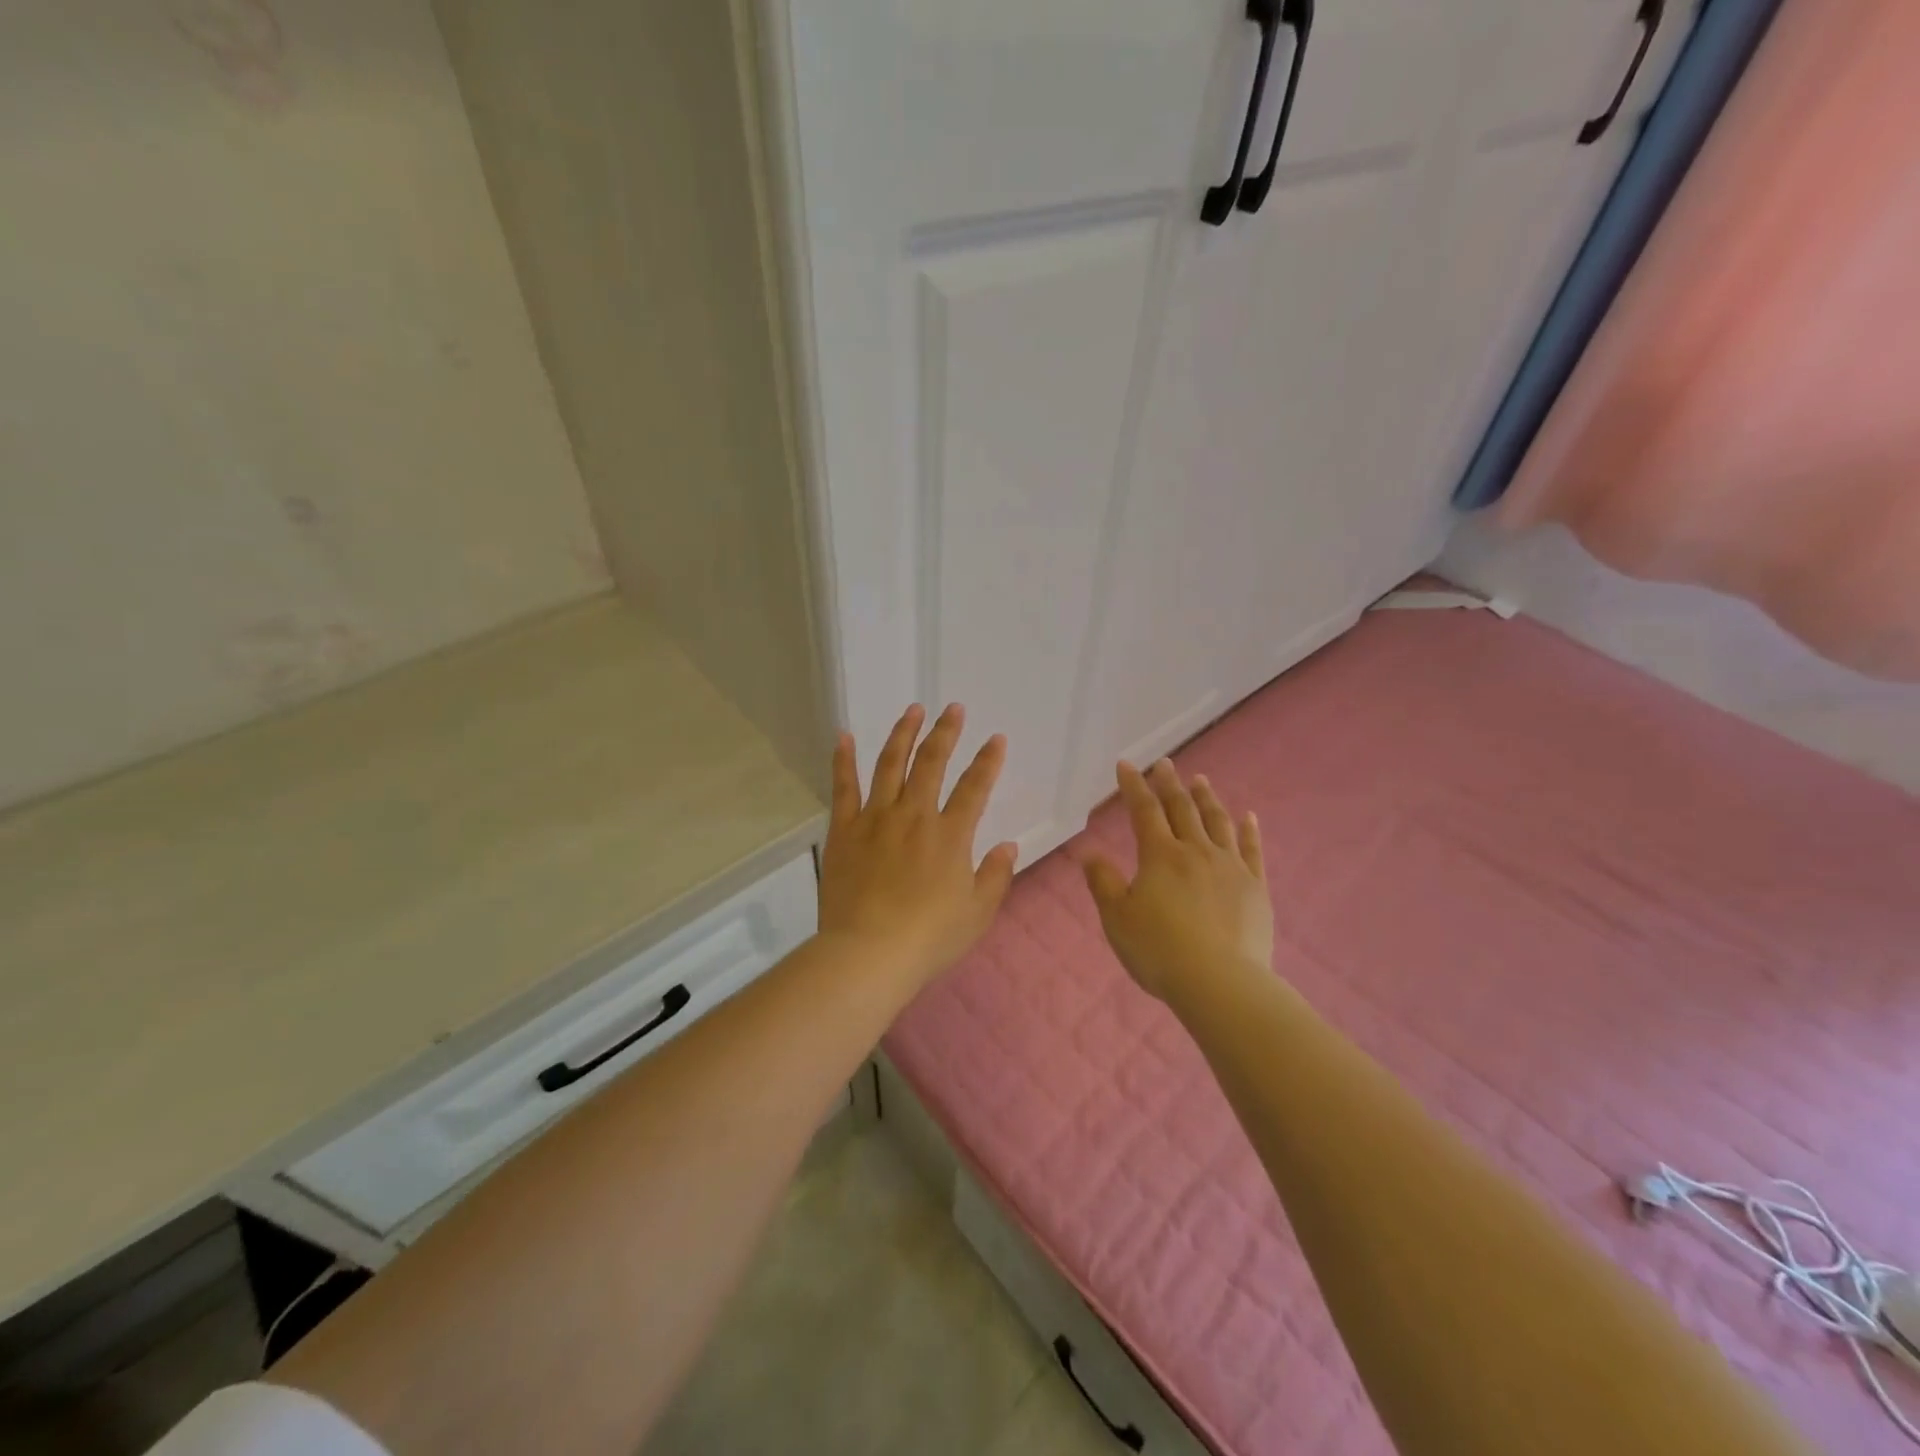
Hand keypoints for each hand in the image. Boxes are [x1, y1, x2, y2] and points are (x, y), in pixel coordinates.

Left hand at [818, 704, 1018, 991]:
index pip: (974, 787)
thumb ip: (995, 876)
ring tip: (913, 710)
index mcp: (950, 835)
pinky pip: (844, 787)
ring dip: (903, 734)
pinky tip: (844, 736)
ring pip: (891, 764)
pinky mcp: (844, 830)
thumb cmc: (929, 938)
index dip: (988, 760)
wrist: (869, 953)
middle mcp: (915, 816)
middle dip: (946, 732)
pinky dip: (843, 760)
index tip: (996, 739)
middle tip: (954, 708)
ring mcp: (876, 818)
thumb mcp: (977, 913)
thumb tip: (1008, 845)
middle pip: (932, 763)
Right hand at [1079, 759, 1271, 1002]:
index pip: (1144, 811)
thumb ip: (1103, 882)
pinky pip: (1252, 850)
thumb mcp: (1117, 919)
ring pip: (1217, 822)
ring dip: (1206, 798)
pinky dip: (1248, 830)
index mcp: (1160, 855)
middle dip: (1169, 783)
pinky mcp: (1255, 887)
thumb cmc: (1159, 951)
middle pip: (1182, 808)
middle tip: (1164, 763)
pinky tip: (1248, 817)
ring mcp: (1230, 867)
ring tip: (1200, 780)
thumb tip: (1089, 853)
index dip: (1134, 786)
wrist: (1220, 983)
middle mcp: (1196, 851)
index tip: (1126, 764)